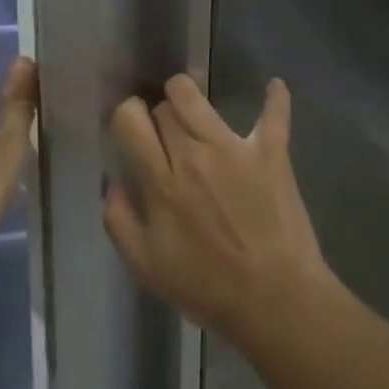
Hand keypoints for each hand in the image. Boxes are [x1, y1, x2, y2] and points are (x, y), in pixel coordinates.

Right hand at [104, 75, 329, 344]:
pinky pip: (275, 114)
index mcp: (161, 182)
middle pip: (165, 105)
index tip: (133, 130)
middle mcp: (194, 155)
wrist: (275, 301)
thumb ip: (119, 220)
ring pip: (198, 96)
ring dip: (189, 96)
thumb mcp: (145, 266)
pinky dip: (275, 97)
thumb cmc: (206, 287)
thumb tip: (114, 182)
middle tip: (166, 136)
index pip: (130, 119)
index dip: (127, 117)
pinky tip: (273, 87)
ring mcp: (235, 149)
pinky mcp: (272, 153)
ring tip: (194, 112)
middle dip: (159, 114)